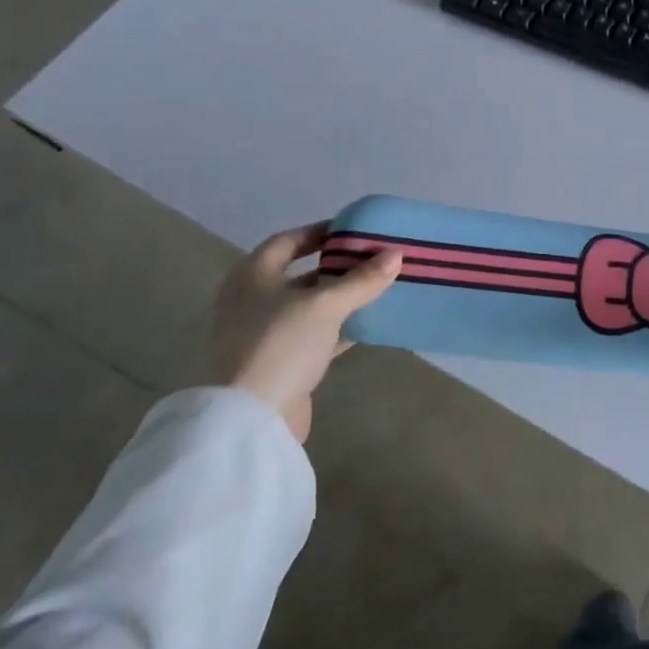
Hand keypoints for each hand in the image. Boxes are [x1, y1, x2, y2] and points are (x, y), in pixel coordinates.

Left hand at [211, 222, 401, 441]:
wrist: (254, 417)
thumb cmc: (282, 344)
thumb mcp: (326, 305)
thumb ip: (361, 280)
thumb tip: (396, 254)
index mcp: (252, 276)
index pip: (287, 241)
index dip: (319, 232)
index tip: (353, 231)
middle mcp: (252, 300)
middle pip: (300, 274)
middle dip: (336, 266)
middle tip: (372, 258)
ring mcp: (264, 334)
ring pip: (309, 306)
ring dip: (340, 298)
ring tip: (377, 287)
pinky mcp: (279, 362)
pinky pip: (314, 334)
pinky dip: (338, 327)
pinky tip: (367, 325)